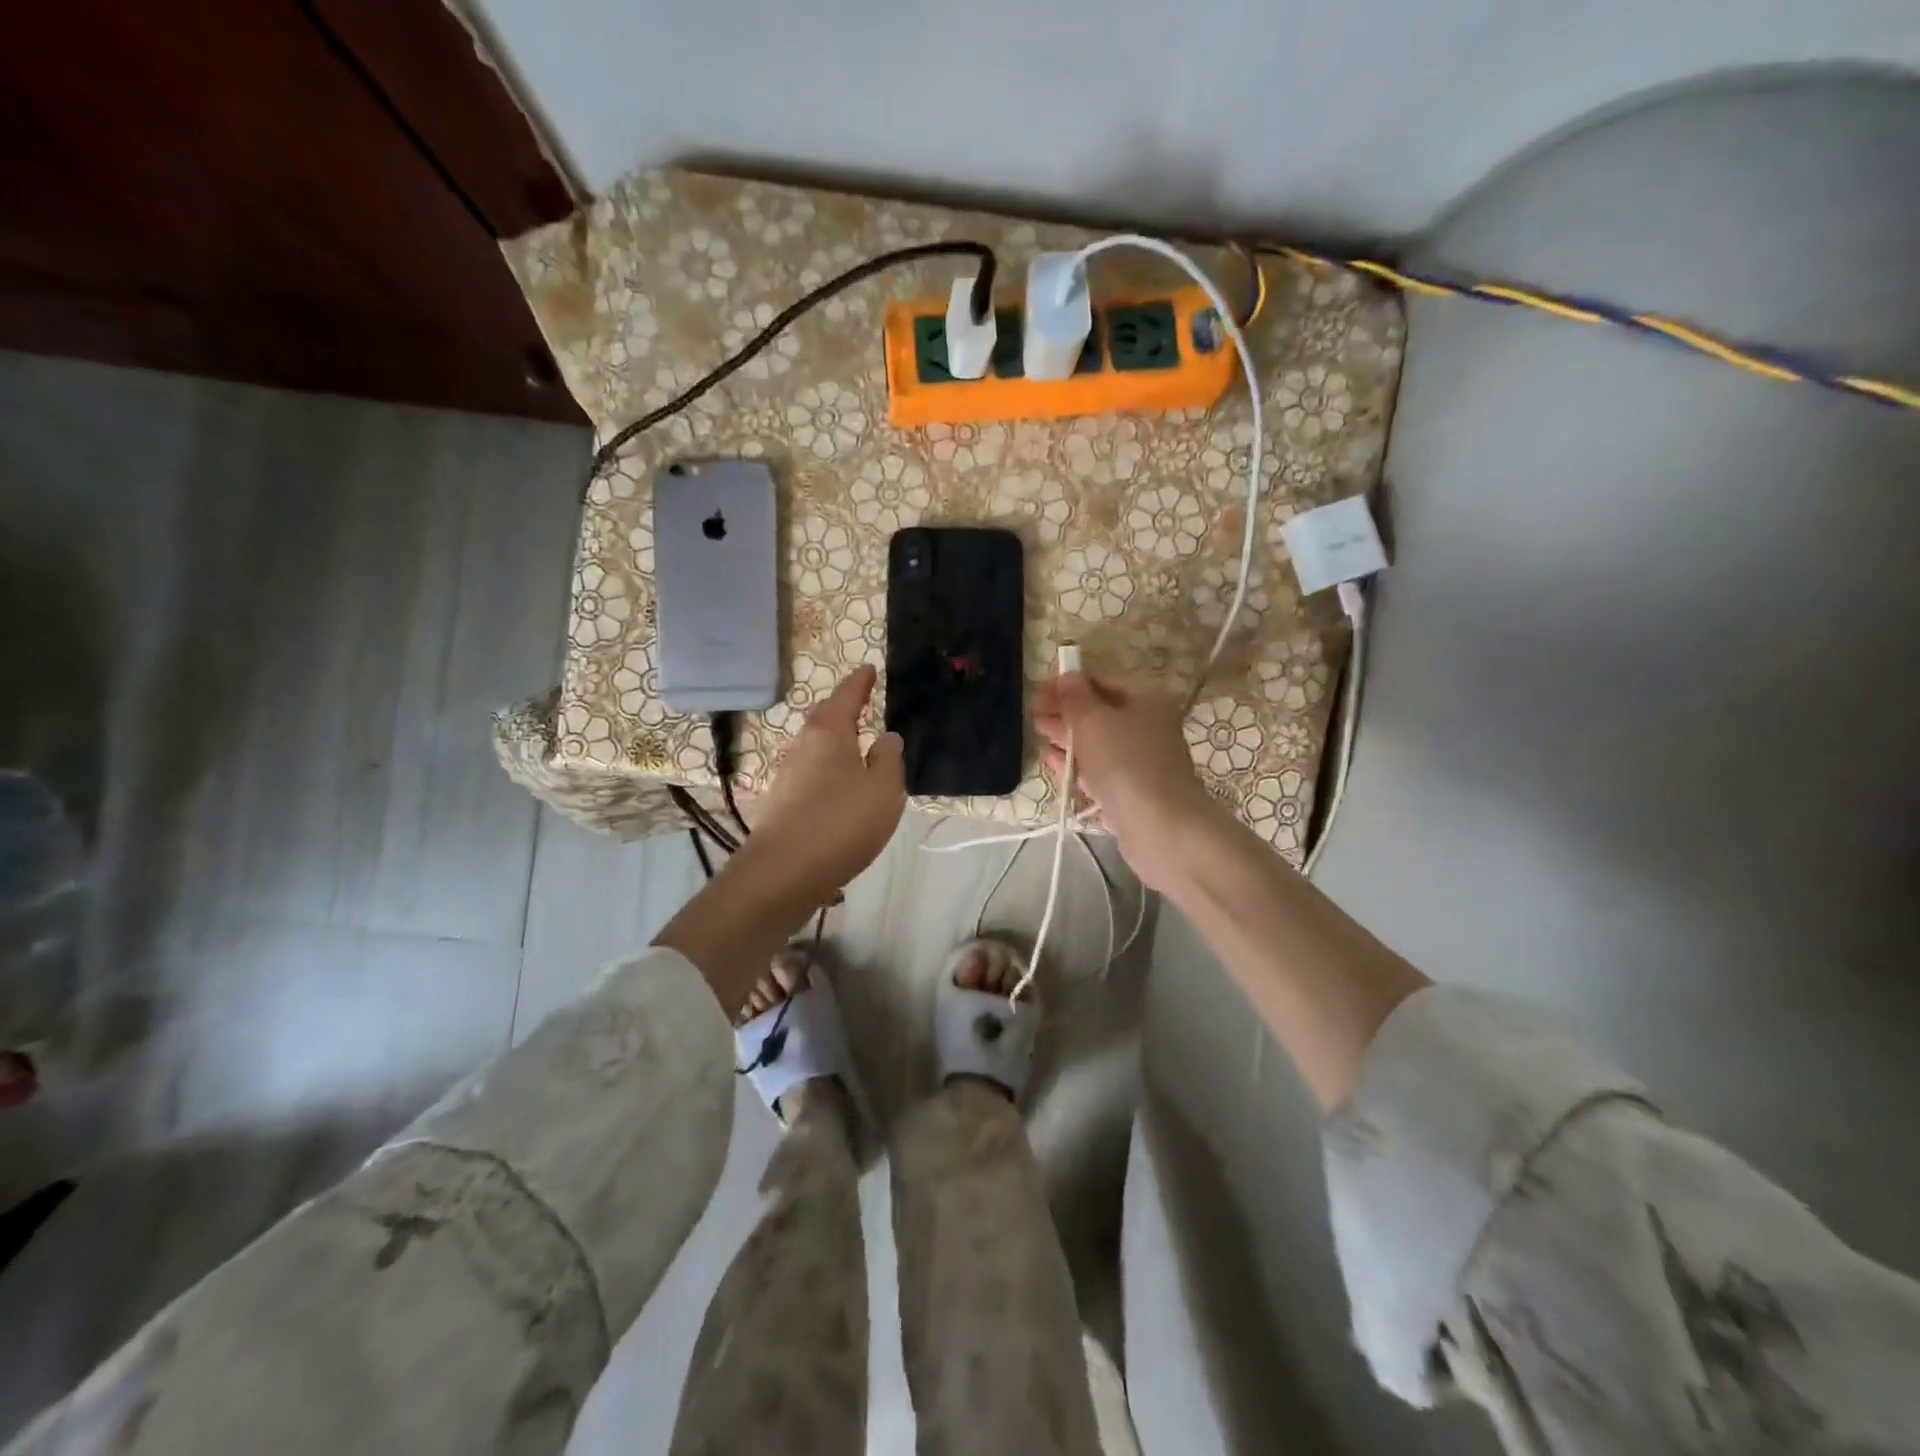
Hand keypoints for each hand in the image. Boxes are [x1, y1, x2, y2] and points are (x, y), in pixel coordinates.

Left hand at [748, 664, 904, 902]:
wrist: (784, 872)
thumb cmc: (842, 821)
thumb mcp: (884, 788)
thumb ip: (888, 758)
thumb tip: (885, 738)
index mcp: (828, 733)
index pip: (846, 696)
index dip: (859, 682)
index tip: (868, 669)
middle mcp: (802, 747)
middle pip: (825, 720)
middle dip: (842, 711)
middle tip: (861, 706)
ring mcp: (787, 777)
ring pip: (816, 750)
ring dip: (835, 746)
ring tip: (856, 750)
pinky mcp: (782, 805)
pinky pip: (811, 776)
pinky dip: (828, 774)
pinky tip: (839, 790)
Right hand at [1033, 671, 1221, 890]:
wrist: (1160, 827)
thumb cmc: (1125, 763)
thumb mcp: (1093, 721)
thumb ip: (1075, 697)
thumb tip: (1068, 676)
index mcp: (1147, 702)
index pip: (1101, 684)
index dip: (1068, 686)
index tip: (1038, 694)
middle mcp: (1149, 729)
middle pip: (1099, 716)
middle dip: (1065, 715)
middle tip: (1034, 717)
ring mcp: (1141, 764)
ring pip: (1098, 747)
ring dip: (1068, 742)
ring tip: (1040, 739)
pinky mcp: (1132, 794)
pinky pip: (1099, 774)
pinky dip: (1078, 768)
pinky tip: (1056, 766)